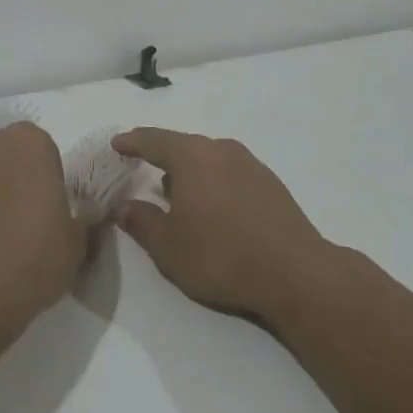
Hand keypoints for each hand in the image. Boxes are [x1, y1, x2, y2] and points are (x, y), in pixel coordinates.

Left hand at [0, 122, 88, 333]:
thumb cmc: (32, 261)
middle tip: (18, 218)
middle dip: (10, 177)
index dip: (44, 177)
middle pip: (2, 154)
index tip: (46, 208)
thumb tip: (89, 211)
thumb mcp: (77, 244)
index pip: (41, 149)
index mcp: (28, 143)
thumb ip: (84, 218)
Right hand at [112, 129, 332, 321]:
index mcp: (192, 156)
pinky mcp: (270, 183)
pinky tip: (211, 206)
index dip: (132, 141)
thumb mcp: (168, 246)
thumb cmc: (221, 256)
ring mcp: (250, 164)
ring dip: (188, 170)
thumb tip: (122, 206)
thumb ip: (141, 221)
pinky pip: (229, 171)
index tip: (117, 144)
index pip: (153, 140)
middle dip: (160, 155)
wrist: (295, 273)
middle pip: (183, 145)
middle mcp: (221, 150)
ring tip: (174, 191)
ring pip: (208, 158)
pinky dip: (212, 181)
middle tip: (142, 166)